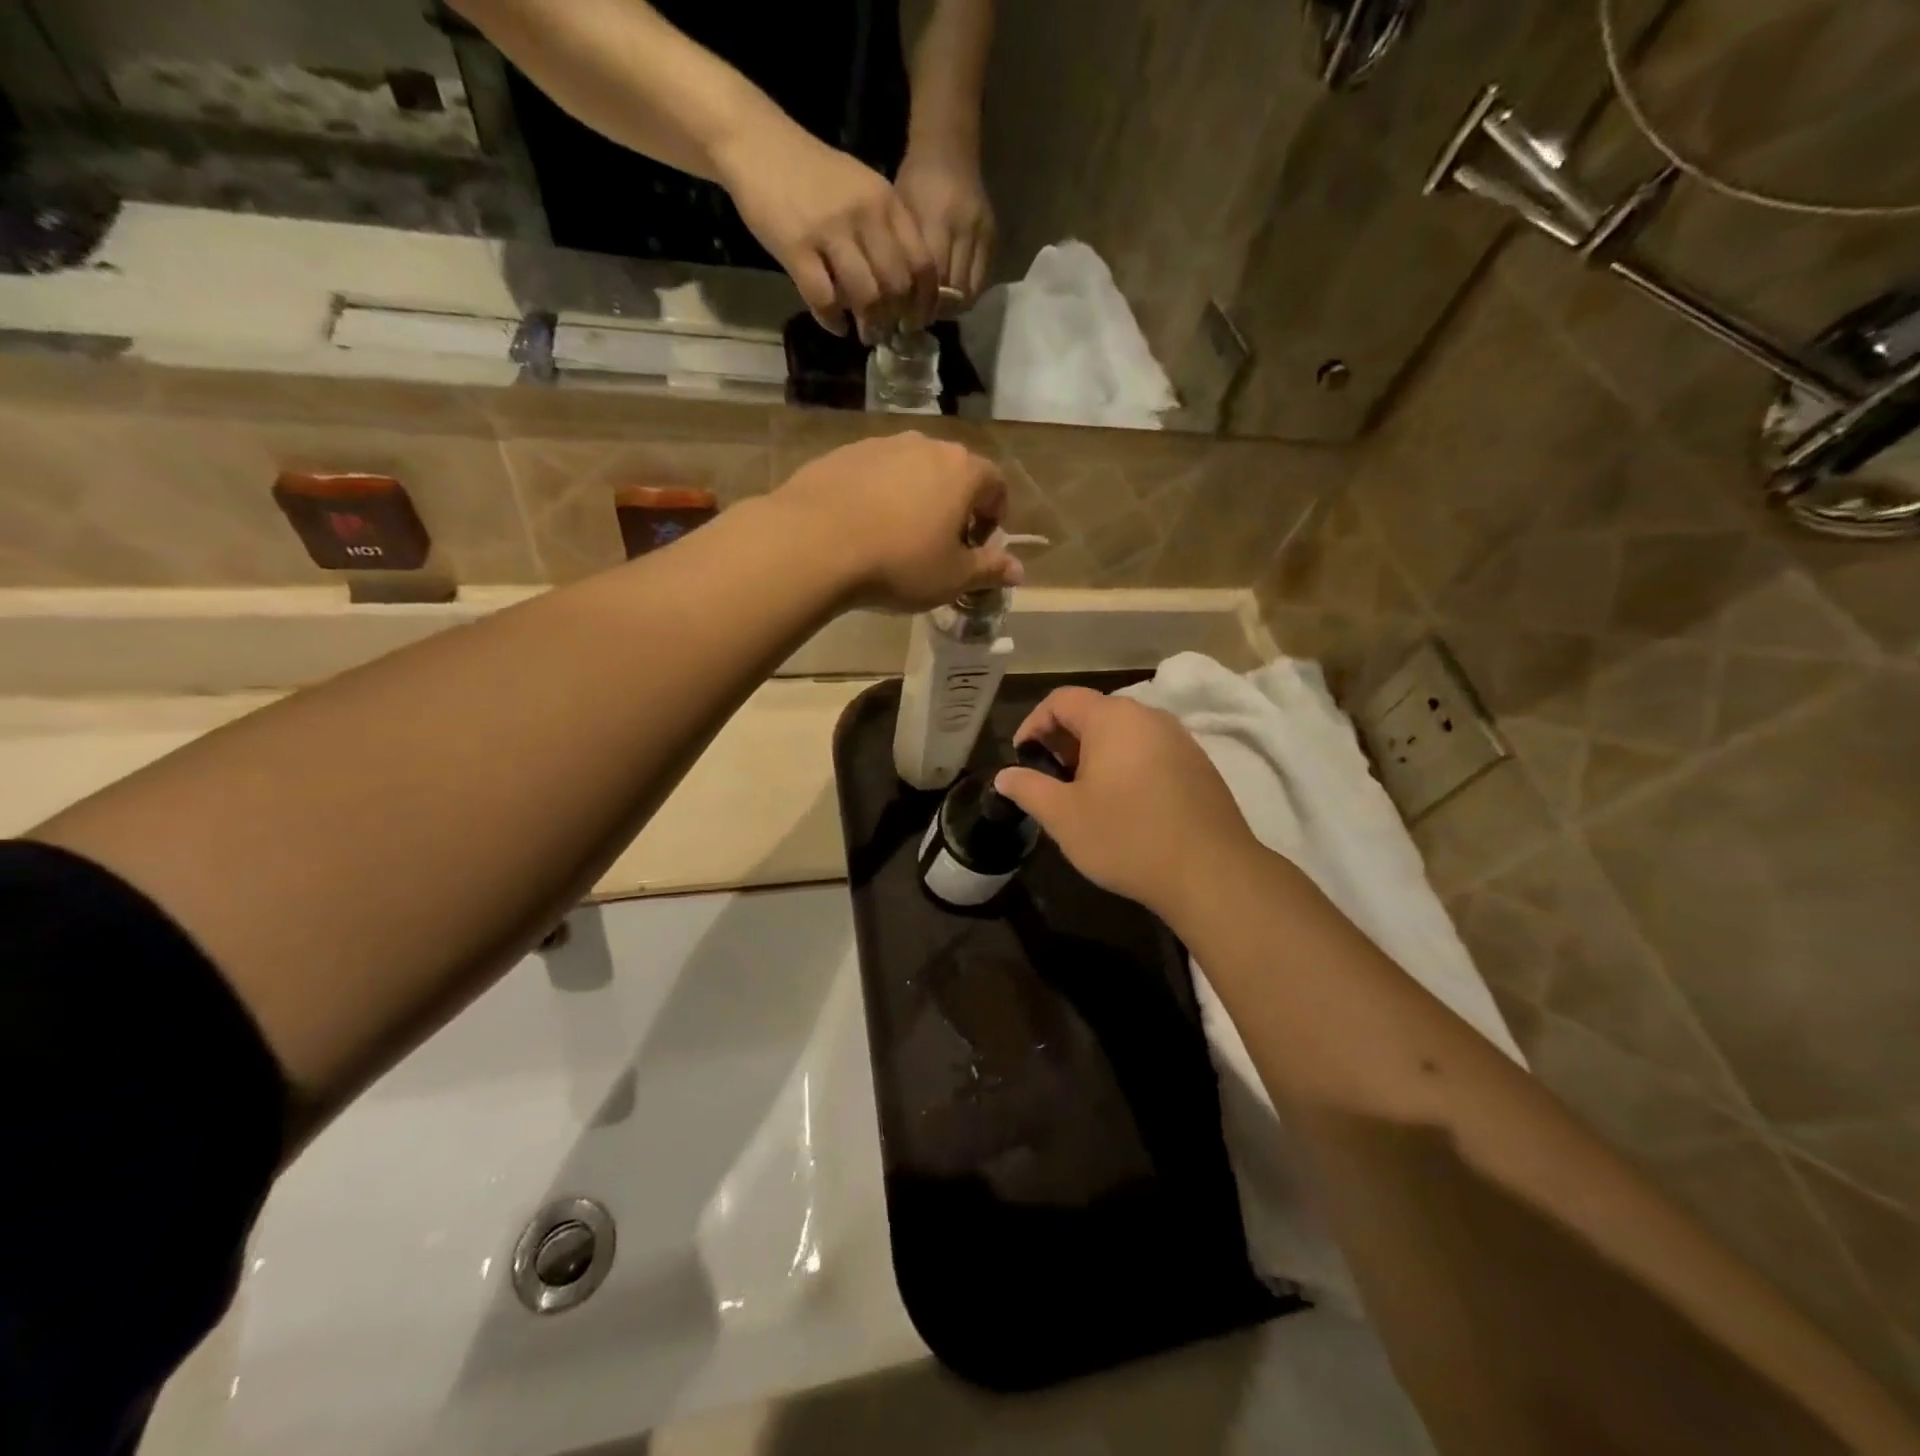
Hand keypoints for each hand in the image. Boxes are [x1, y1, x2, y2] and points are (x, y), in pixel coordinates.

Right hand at [715, 114, 937, 340]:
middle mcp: (865, 215)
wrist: (756, 143)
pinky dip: (833, 320)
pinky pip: (824, 299)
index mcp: (886, 202)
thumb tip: (905, 290)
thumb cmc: (812, 175)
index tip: (915, 321)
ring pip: (866, 296)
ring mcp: (830, 231)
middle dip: (895, 318)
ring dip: (869, 325)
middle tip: (887, 331)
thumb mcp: (862, 191)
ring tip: (865, 333)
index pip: (922, 263)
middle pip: (897, 286)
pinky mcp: (796, 248)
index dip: (924, 302)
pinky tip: (835, 324)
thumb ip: (885, 232)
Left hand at [767, 432, 1020, 610]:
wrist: (814, 543)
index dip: (994, 517)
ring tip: (898, 538)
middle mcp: (924, 446)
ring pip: (911, 471)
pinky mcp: (841, 454)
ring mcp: (880, 445)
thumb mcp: (952, 577)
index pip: (995, 484)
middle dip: (955, 506)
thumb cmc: (899, 563)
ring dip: (915, 498)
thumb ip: (988, 569)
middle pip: (953, 472)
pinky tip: (862, 529)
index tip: (978, 545)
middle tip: (941, 544)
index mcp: (962, 471)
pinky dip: (878, 496)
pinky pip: (873, 475)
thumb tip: (1017, 569)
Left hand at [894, 142, 993, 307]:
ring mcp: (982, 234)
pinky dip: (966, 296)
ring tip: (935, 311)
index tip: (906, 319)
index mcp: (936, 220)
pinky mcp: (993, 239)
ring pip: (970, 291)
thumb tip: (898, 301)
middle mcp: (964, 229)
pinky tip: (951, 299)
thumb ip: (903, 256)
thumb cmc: (915, 182)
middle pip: (953, 290)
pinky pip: (981, 281)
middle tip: (919, 320)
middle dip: (936, 311)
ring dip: (952, 307)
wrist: (949, 150)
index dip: (920, 305)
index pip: (932, 280)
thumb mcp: (900, 215)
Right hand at [994, 688, 1259, 920]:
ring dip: (1096, 754)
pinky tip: (1124, 804)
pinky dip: (1127, 765)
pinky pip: (1150, 752)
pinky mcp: (1199, 765)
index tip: (1022, 757)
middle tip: (1050, 778)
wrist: (1210, 872)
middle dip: (1064, 741)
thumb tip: (1005, 776)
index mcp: (1113, 718)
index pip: (1061, 699)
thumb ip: (1028, 789)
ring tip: (1084, 793)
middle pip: (1095, 713)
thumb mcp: (1063, 816)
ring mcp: (1180, 740)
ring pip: (1125, 734)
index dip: (1033, 723)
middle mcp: (1149, 717)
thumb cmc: (1127, 837)